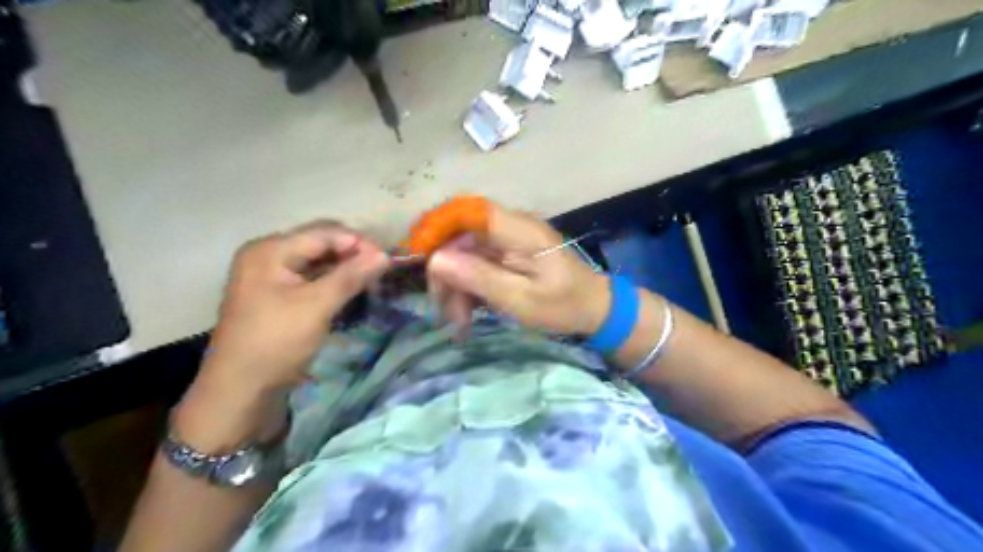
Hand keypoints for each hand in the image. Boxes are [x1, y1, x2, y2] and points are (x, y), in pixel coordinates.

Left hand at [206, 220, 392, 391]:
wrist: (240, 390)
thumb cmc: (276, 342)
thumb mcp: (317, 306)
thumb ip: (351, 276)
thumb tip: (385, 255)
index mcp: (270, 250)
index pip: (324, 233)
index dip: (358, 242)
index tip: (388, 259)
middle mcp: (267, 255)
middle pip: (320, 244)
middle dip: (352, 254)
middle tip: (381, 270)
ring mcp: (270, 276)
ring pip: (317, 262)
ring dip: (345, 268)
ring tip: (372, 280)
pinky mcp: (277, 295)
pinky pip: (311, 278)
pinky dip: (333, 282)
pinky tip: (351, 291)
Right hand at [427, 202, 611, 334]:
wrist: (595, 309)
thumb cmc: (564, 305)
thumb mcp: (521, 299)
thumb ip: (480, 278)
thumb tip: (436, 260)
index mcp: (518, 230)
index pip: (468, 211)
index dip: (437, 228)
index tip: (418, 258)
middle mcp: (510, 228)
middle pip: (460, 237)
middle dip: (445, 273)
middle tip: (444, 311)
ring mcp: (507, 242)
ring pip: (464, 254)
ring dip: (454, 287)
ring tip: (458, 323)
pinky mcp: (507, 256)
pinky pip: (475, 265)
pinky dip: (467, 290)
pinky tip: (467, 315)